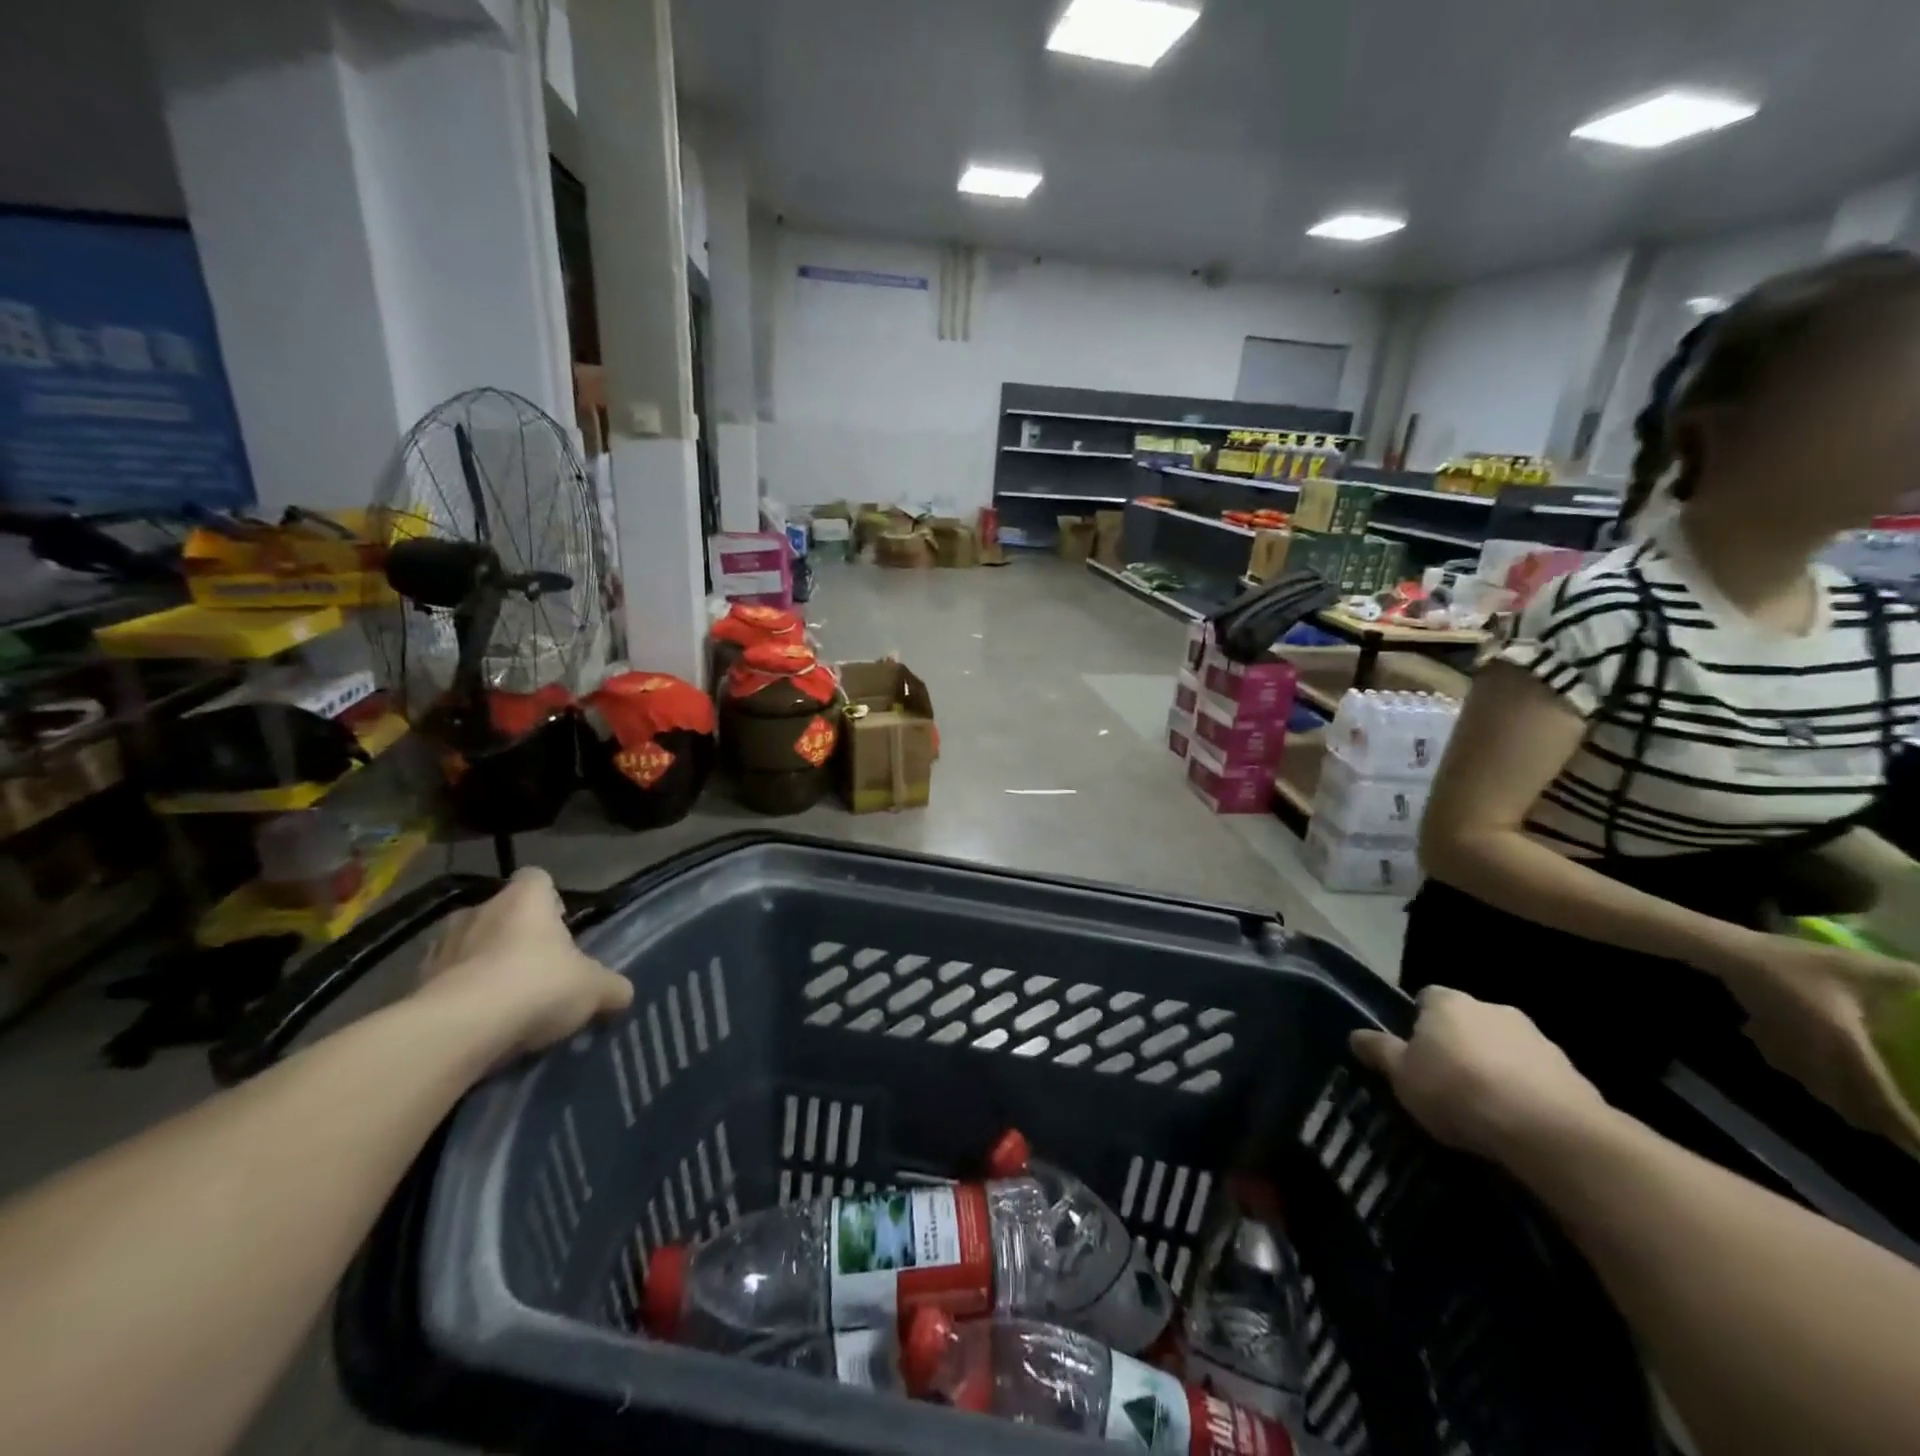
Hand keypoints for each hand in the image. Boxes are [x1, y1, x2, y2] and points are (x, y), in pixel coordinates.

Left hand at [413, 867, 632, 1057]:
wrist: (458, 1030)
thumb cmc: (536, 986)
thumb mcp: (594, 989)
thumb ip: (611, 987)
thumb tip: (622, 993)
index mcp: (525, 899)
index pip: (537, 878)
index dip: (549, 898)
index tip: (560, 923)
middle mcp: (479, 910)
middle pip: (500, 912)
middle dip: (513, 934)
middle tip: (535, 968)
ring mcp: (440, 946)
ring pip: (467, 946)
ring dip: (480, 964)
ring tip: (501, 999)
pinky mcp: (414, 985)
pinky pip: (443, 983)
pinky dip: (456, 996)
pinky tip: (474, 1023)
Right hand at [1350, 987, 1610, 1159]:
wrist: (1551, 1132)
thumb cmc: (1459, 1091)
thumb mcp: (1402, 1076)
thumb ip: (1379, 1052)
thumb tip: (1355, 1034)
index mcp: (1448, 1002)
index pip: (1426, 998)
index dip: (1417, 1023)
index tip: (1414, 1054)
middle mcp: (1493, 1008)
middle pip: (1467, 1022)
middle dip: (1459, 1046)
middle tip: (1447, 1082)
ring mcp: (1538, 1039)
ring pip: (1504, 1049)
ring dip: (1496, 1069)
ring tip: (1485, 1110)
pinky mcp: (1573, 1074)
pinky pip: (1537, 1078)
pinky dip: (1527, 1093)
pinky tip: (1519, 1125)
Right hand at [1713, 932, 1919, 1151]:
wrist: (1732, 955)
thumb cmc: (1798, 962)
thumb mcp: (1863, 966)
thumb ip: (1914, 979)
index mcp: (1846, 1046)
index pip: (1882, 1099)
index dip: (1907, 1130)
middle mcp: (1818, 1058)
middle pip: (1852, 1105)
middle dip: (1881, 1126)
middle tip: (1906, 1137)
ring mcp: (1789, 1052)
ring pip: (1824, 1093)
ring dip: (1849, 1108)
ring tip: (1869, 1115)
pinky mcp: (1770, 1043)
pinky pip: (1798, 1075)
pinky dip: (1817, 1085)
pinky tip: (1818, 1077)